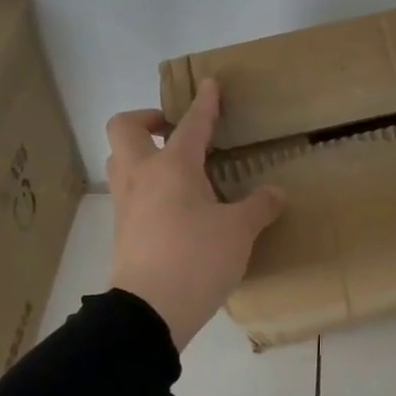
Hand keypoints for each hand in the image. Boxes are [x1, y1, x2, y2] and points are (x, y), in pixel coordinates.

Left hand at [106, 79, 284, 349]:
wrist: (149, 311)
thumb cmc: (197, 258)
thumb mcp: (239, 232)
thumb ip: (258, 207)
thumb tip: (275, 193)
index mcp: (172, 167)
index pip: (190, 124)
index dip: (204, 103)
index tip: (209, 84)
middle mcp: (142, 177)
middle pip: (125, 129)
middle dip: (147, 120)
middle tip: (174, 131)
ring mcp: (126, 205)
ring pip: (121, 161)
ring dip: (141, 153)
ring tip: (173, 168)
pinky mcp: (122, 232)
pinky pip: (129, 194)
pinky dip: (146, 188)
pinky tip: (173, 207)